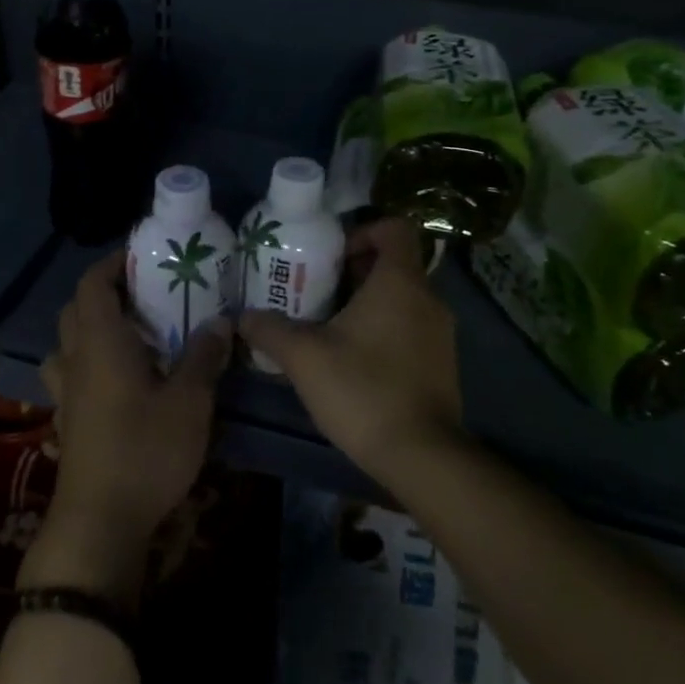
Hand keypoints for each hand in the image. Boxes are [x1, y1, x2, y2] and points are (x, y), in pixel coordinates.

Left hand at [25, 250, 229, 601]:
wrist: (100, 523)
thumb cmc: (145, 451)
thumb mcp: (189, 402)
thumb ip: (204, 357)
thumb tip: (220, 322)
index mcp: (101, 342)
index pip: (93, 284)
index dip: (113, 264)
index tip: (145, 258)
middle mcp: (76, 359)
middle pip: (76, 309)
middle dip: (106, 294)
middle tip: (146, 297)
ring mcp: (67, 393)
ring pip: (67, 344)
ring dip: (91, 330)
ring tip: (130, 337)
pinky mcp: (67, 422)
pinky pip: (70, 376)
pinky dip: (88, 365)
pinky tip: (118, 382)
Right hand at [240, 217, 464, 486]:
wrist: (420, 456)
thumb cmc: (362, 389)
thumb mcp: (303, 356)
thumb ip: (269, 329)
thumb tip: (242, 316)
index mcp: (400, 281)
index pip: (394, 227)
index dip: (362, 231)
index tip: (331, 256)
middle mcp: (428, 298)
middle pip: (393, 264)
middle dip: (353, 272)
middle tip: (315, 291)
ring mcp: (441, 333)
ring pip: (401, 298)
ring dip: (367, 304)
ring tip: (328, 326)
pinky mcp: (442, 363)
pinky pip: (411, 328)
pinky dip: (384, 330)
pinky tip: (353, 360)